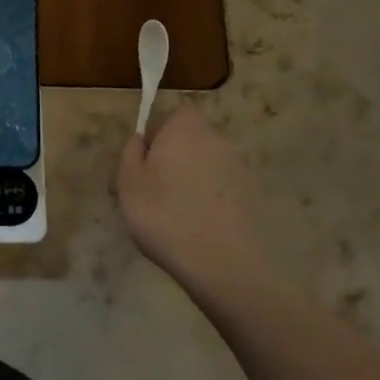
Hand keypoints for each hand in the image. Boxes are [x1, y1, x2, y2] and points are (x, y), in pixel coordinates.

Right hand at [115, 104, 274, 297]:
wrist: (224, 265)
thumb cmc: (165, 215)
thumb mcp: (127, 181)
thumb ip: (130, 151)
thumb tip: (140, 140)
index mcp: (185, 128)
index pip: (170, 114)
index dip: (154, 134)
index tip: (142, 163)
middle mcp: (217, 140)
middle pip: (188, 140)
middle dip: (170, 159)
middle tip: (149, 191)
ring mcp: (239, 169)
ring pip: (204, 165)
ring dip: (189, 181)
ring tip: (172, 214)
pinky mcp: (252, 197)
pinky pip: (220, 189)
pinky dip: (207, 200)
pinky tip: (195, 228)